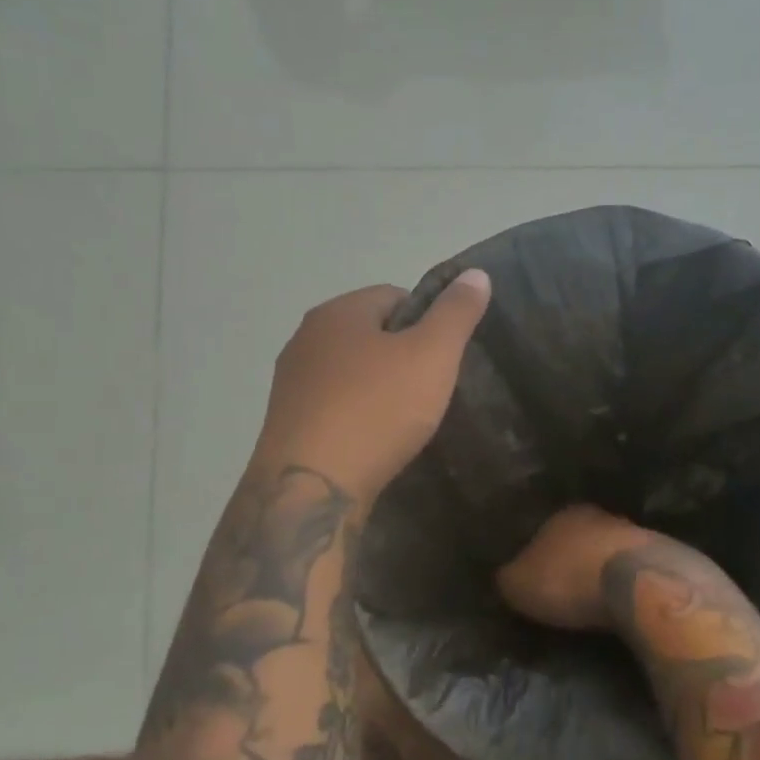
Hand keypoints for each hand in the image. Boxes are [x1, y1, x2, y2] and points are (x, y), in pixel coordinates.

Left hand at [253, 271, 490, 498]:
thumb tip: (475, 273)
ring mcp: (289, 383)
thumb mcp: (432, 356)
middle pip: (368, 334)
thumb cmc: (376, 410)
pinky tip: (372, 441)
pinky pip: (332, 406)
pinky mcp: (285, 423)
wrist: (311, 487)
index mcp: (337, 312)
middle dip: (400, 355)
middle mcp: (305, 338)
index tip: (443, 357)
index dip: (427, 321)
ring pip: (348, 372)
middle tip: (429, 389)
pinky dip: (355, 416)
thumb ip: (456, 313)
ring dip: (376, 387)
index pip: (393, 295)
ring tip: (403, 420)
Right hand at [495, 505, 655, 630]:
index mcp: (561, 515)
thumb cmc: (570, 580)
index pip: (543, 532)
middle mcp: (599, 515)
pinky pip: (637, 570)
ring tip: (598, 600)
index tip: (537, 581)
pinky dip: (630, 583)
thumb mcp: (519, 585)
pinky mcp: (665, 555)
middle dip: (575, 562)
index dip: (538, 557)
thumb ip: (509, 578)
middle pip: (581, 539)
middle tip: (567, 592)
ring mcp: (636, 533)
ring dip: (605, 571)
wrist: (639, 583)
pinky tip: (625, 601)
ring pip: (611, 552)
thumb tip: (507, 578)